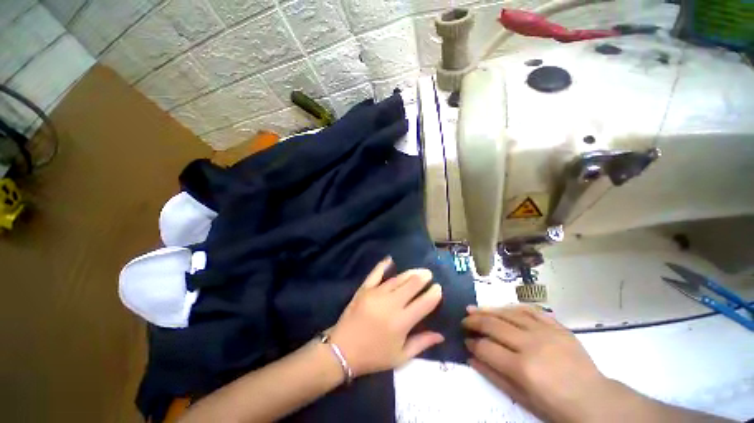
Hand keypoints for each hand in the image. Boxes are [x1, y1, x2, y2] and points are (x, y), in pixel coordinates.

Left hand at [329, 257, 443, 376]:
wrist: (342, 350)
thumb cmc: (374, 356)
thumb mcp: (400, 357)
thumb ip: (422, 344)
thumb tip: (440, 335)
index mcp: (402, 322)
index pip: (424, 303)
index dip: (434, 294)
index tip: (438, 288)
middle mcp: (391, 304)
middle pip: (412, 285)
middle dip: (423, 278)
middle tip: (429, 274)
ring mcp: (376, 293)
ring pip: (398, 278)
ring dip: (410, 273)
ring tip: (418, 270)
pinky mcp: (364, 289)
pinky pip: (375, 273)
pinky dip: (383, 265)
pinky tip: (390, 259)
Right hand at [463, 305, 613, 422]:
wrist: (595, 400)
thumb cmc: (556, 406)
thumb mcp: (523, 399)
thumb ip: (494, 376)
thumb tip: (471, 357)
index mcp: (523, 368)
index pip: (486, 347)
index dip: (472, 342)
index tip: (465, 341)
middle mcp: (532, 344)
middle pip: (494, 324)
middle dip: (474, 321)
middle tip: (464, 320)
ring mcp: (546, 332)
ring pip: (508, 312)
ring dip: (488, 309)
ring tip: (474, 308)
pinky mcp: (557, 326)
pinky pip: (530, 310)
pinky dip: (513, 307)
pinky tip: (502, 307)